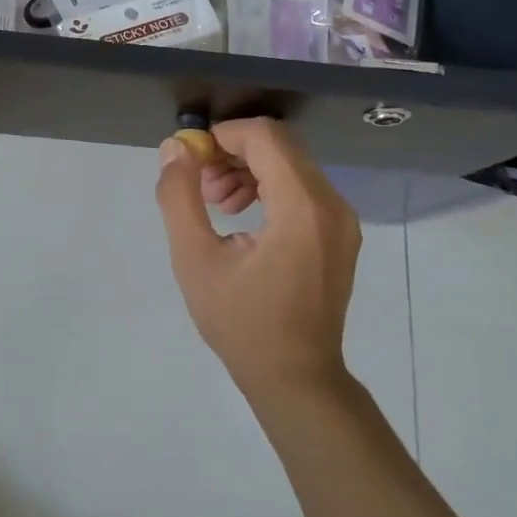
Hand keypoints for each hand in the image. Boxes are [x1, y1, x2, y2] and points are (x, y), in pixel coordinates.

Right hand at [155, 118, 360, 395]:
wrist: (296, 380)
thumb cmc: (242, 323)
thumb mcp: (195, 260)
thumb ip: (179, 197)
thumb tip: (176, 149)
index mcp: (302, 207)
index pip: (265, 136)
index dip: (223, 136)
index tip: (191, 159)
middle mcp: (332, 205)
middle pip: (280, 147)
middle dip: (232, 154)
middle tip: (199, 185)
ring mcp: (341, 221)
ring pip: (291, 166)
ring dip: (248, 170)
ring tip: (216, 204)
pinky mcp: (339, 235)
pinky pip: (302, 190)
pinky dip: (268, 189)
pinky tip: (241, 219)